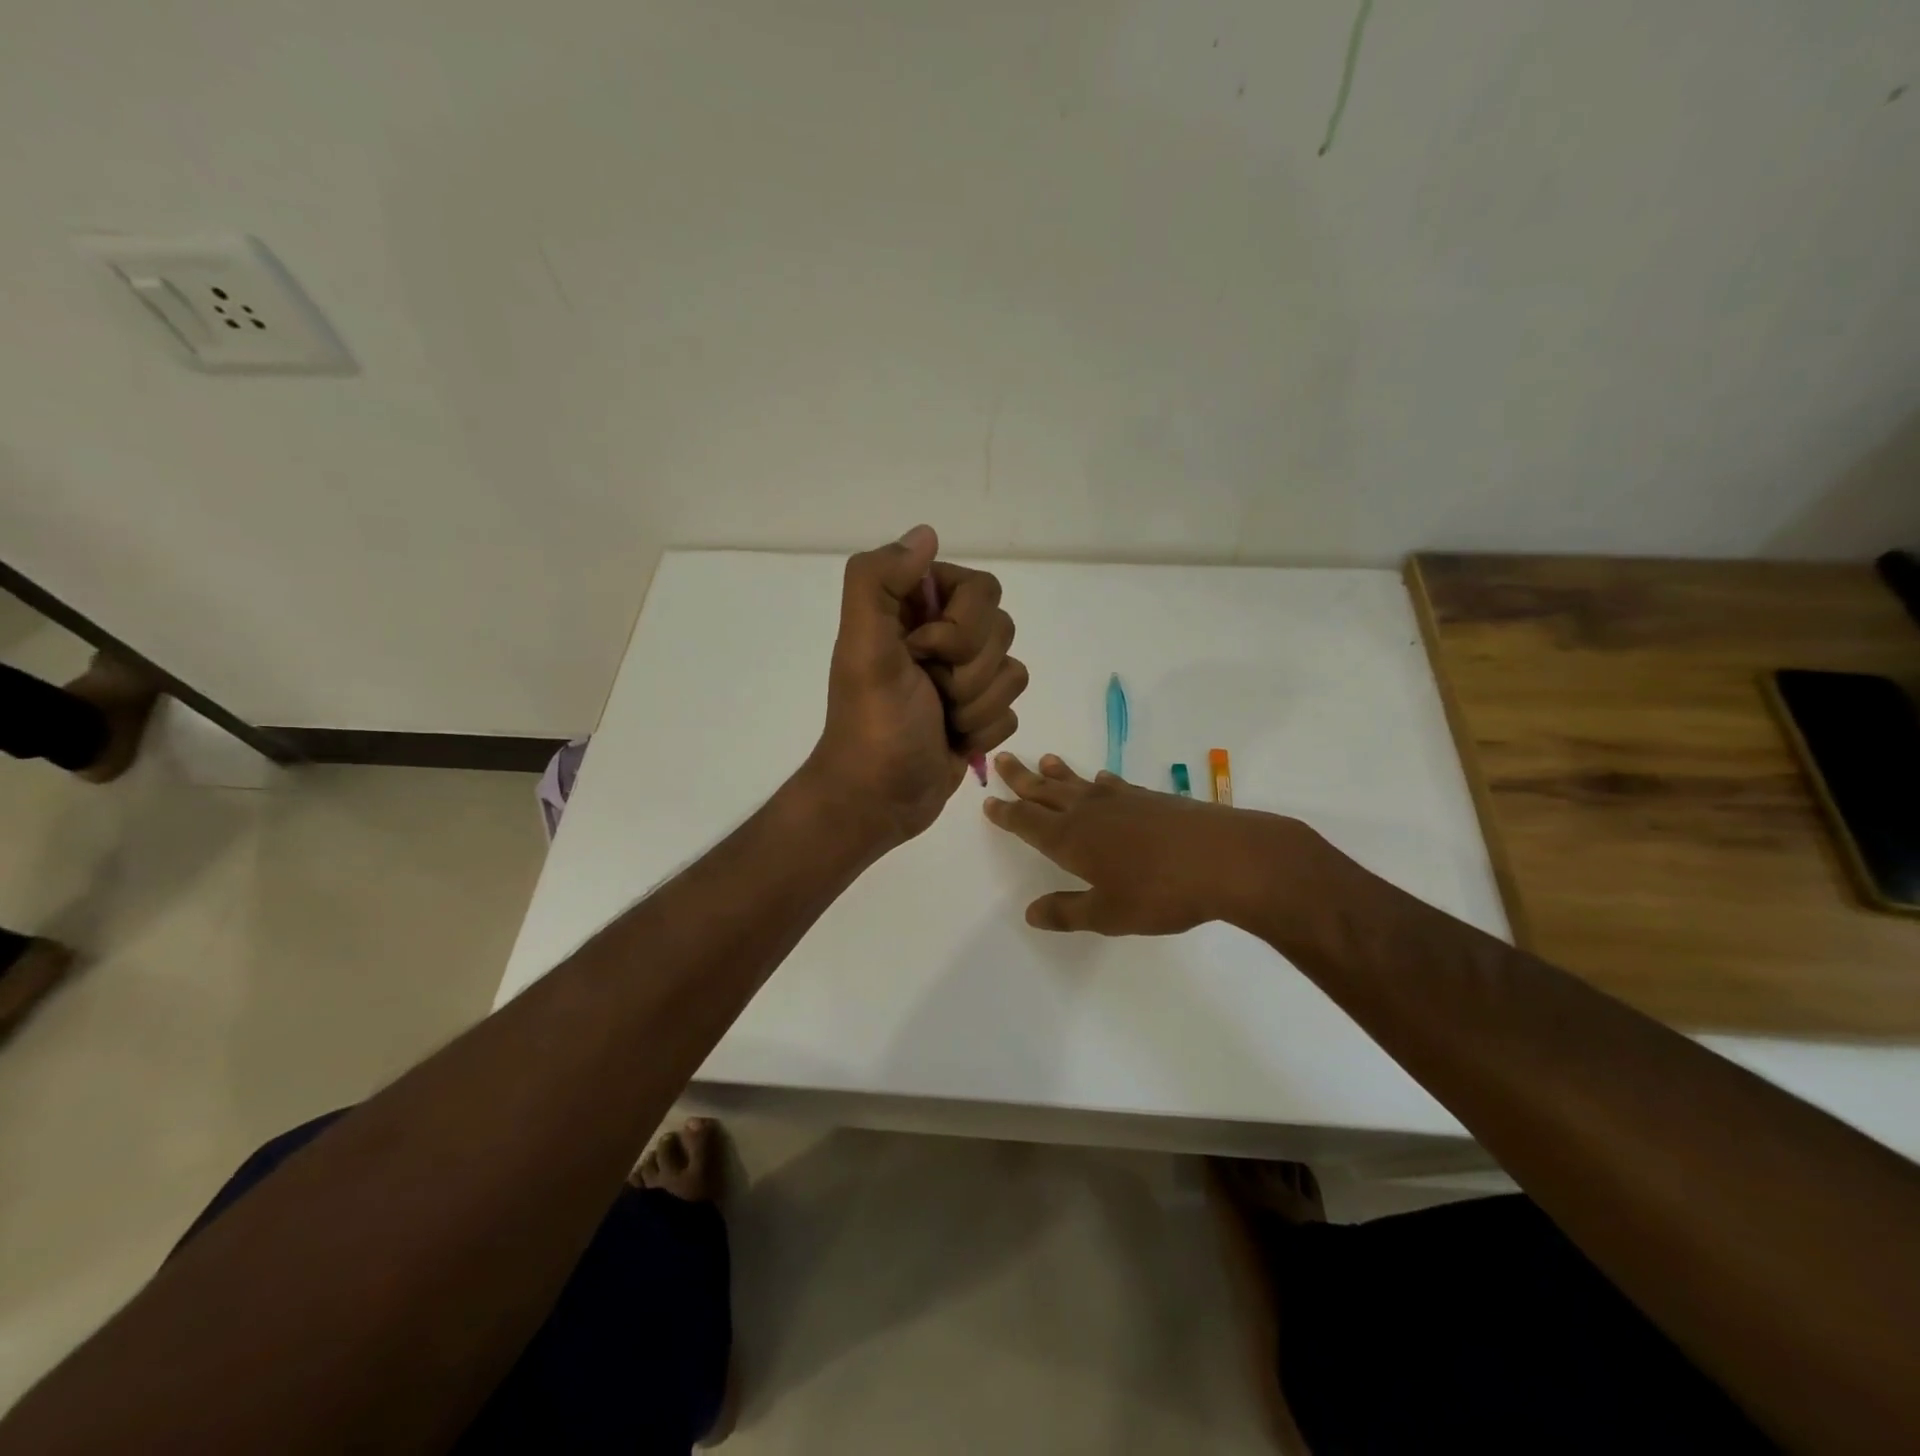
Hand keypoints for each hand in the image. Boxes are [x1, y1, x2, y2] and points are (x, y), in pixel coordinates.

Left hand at [805, 526, 1026, 847]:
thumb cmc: (872, 725)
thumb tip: (926, 534)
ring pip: (1013, 672)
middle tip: (930, 691)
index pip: (981, 588)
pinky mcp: (978, 713)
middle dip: (969, 672)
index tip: (922, 652)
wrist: (878, 799)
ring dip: (976, 706)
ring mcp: (963, 676)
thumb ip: (878, 582)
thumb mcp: (863, 648)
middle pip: (1002, 629)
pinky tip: (953, 741)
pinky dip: (983, 731)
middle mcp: (942, 635)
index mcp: (914, 609)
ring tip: (940, 720)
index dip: (961, 626)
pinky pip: (1012, 710)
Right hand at [984, 753, 1317, 933]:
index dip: (1006, 814)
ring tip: (1045, 760)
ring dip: (1059, 774)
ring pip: (1079, 784)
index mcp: (1071, 839)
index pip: (1027, 822)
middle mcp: (1089, 812)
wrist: (1225, 858)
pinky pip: (1114, 786)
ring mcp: (1122, 801)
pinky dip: (1101, 782)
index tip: (988, 800)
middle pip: (1047, 792)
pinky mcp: (1151, 799)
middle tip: (1003, 759)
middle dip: (1022, 779)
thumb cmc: (1160, 892)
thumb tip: (1030, 912)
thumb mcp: (1108, 914)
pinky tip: (1102, 780)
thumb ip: (1067, 912)